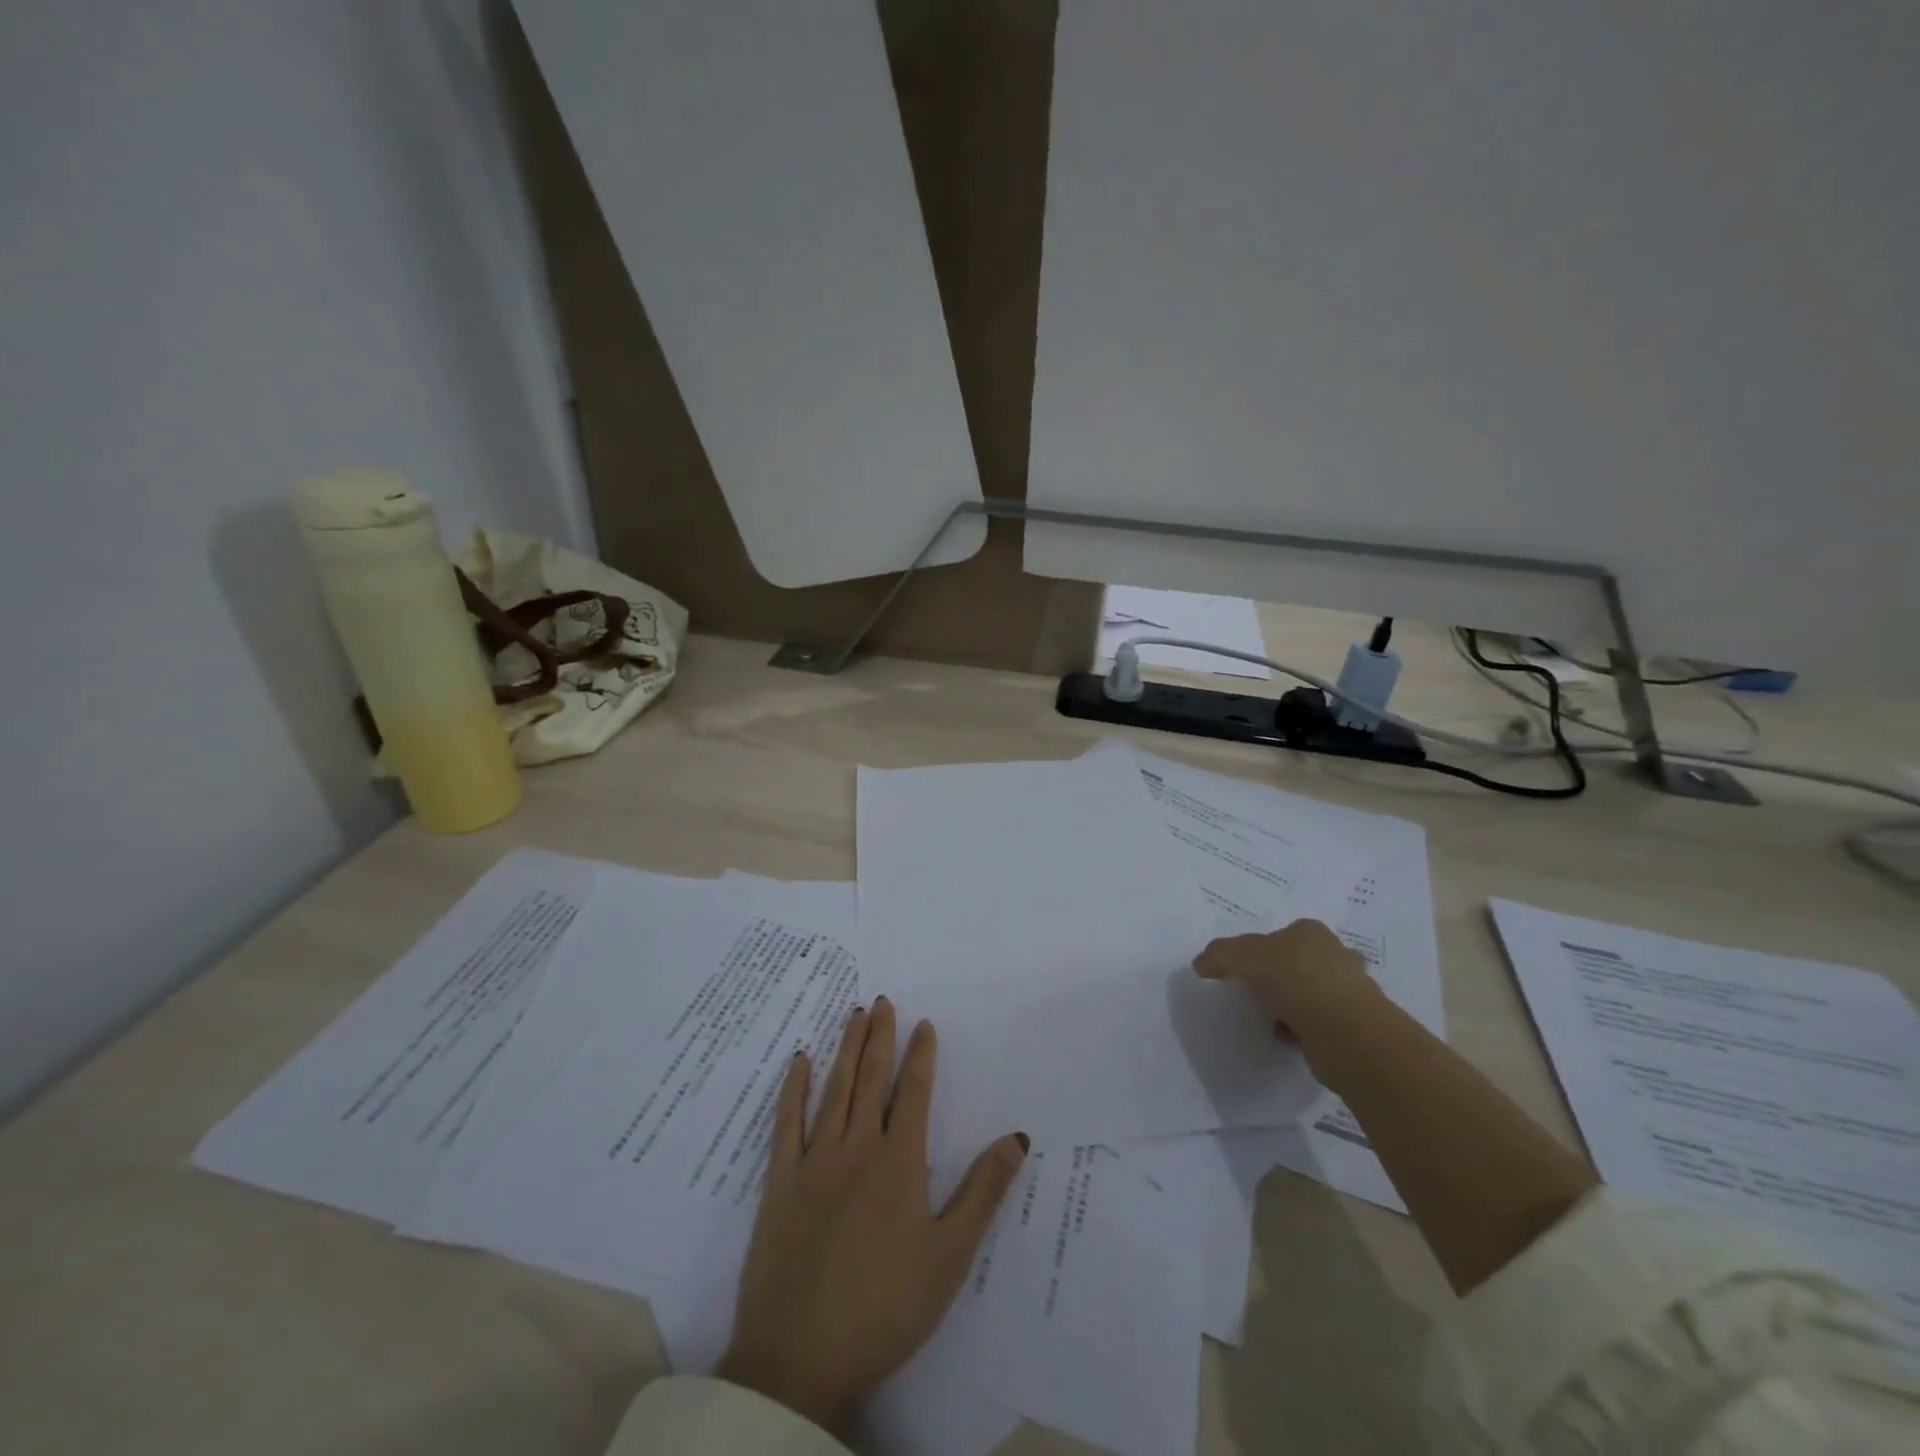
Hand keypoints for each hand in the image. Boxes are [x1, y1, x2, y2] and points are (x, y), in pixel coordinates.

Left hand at [717, 998, 1028, 1433]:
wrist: (800, 1357)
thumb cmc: (885, 1306)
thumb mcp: (950, 1255)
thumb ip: (983, 1191)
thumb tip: (1018, 1136)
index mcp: (899, 1162)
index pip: (913, 1093)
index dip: (920, 1056)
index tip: (923, 1024)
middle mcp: (857, 1148)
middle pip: (871, 1080)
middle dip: (880, 1038)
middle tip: (882, 1001)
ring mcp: (814, 1162)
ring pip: (834, 1090)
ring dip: (846, 1050)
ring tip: (855, 1016)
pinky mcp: (779, 1182)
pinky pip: (786, 1123)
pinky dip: (794, 1088)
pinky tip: (800, 1061)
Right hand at [1194, 919, 1378, 1044]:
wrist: (1344, 1032)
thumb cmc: (1293, 979)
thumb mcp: (1241, 956)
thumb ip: (1219, 955)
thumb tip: (1200, 964)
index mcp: (1311, 932)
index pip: (1282, 934)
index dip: (1262, 949)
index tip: (1245, 970)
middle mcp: (1336, 955)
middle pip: (1301, 962)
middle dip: (1283, 977)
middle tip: (1258, 993)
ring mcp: (1351, 991)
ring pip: (1313, 993)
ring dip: (1294, 1005)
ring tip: (1271, 1018)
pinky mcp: (1355, 1026)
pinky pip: (1321, 1023)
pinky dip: (1304, 1030)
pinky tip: (1288, 1038)